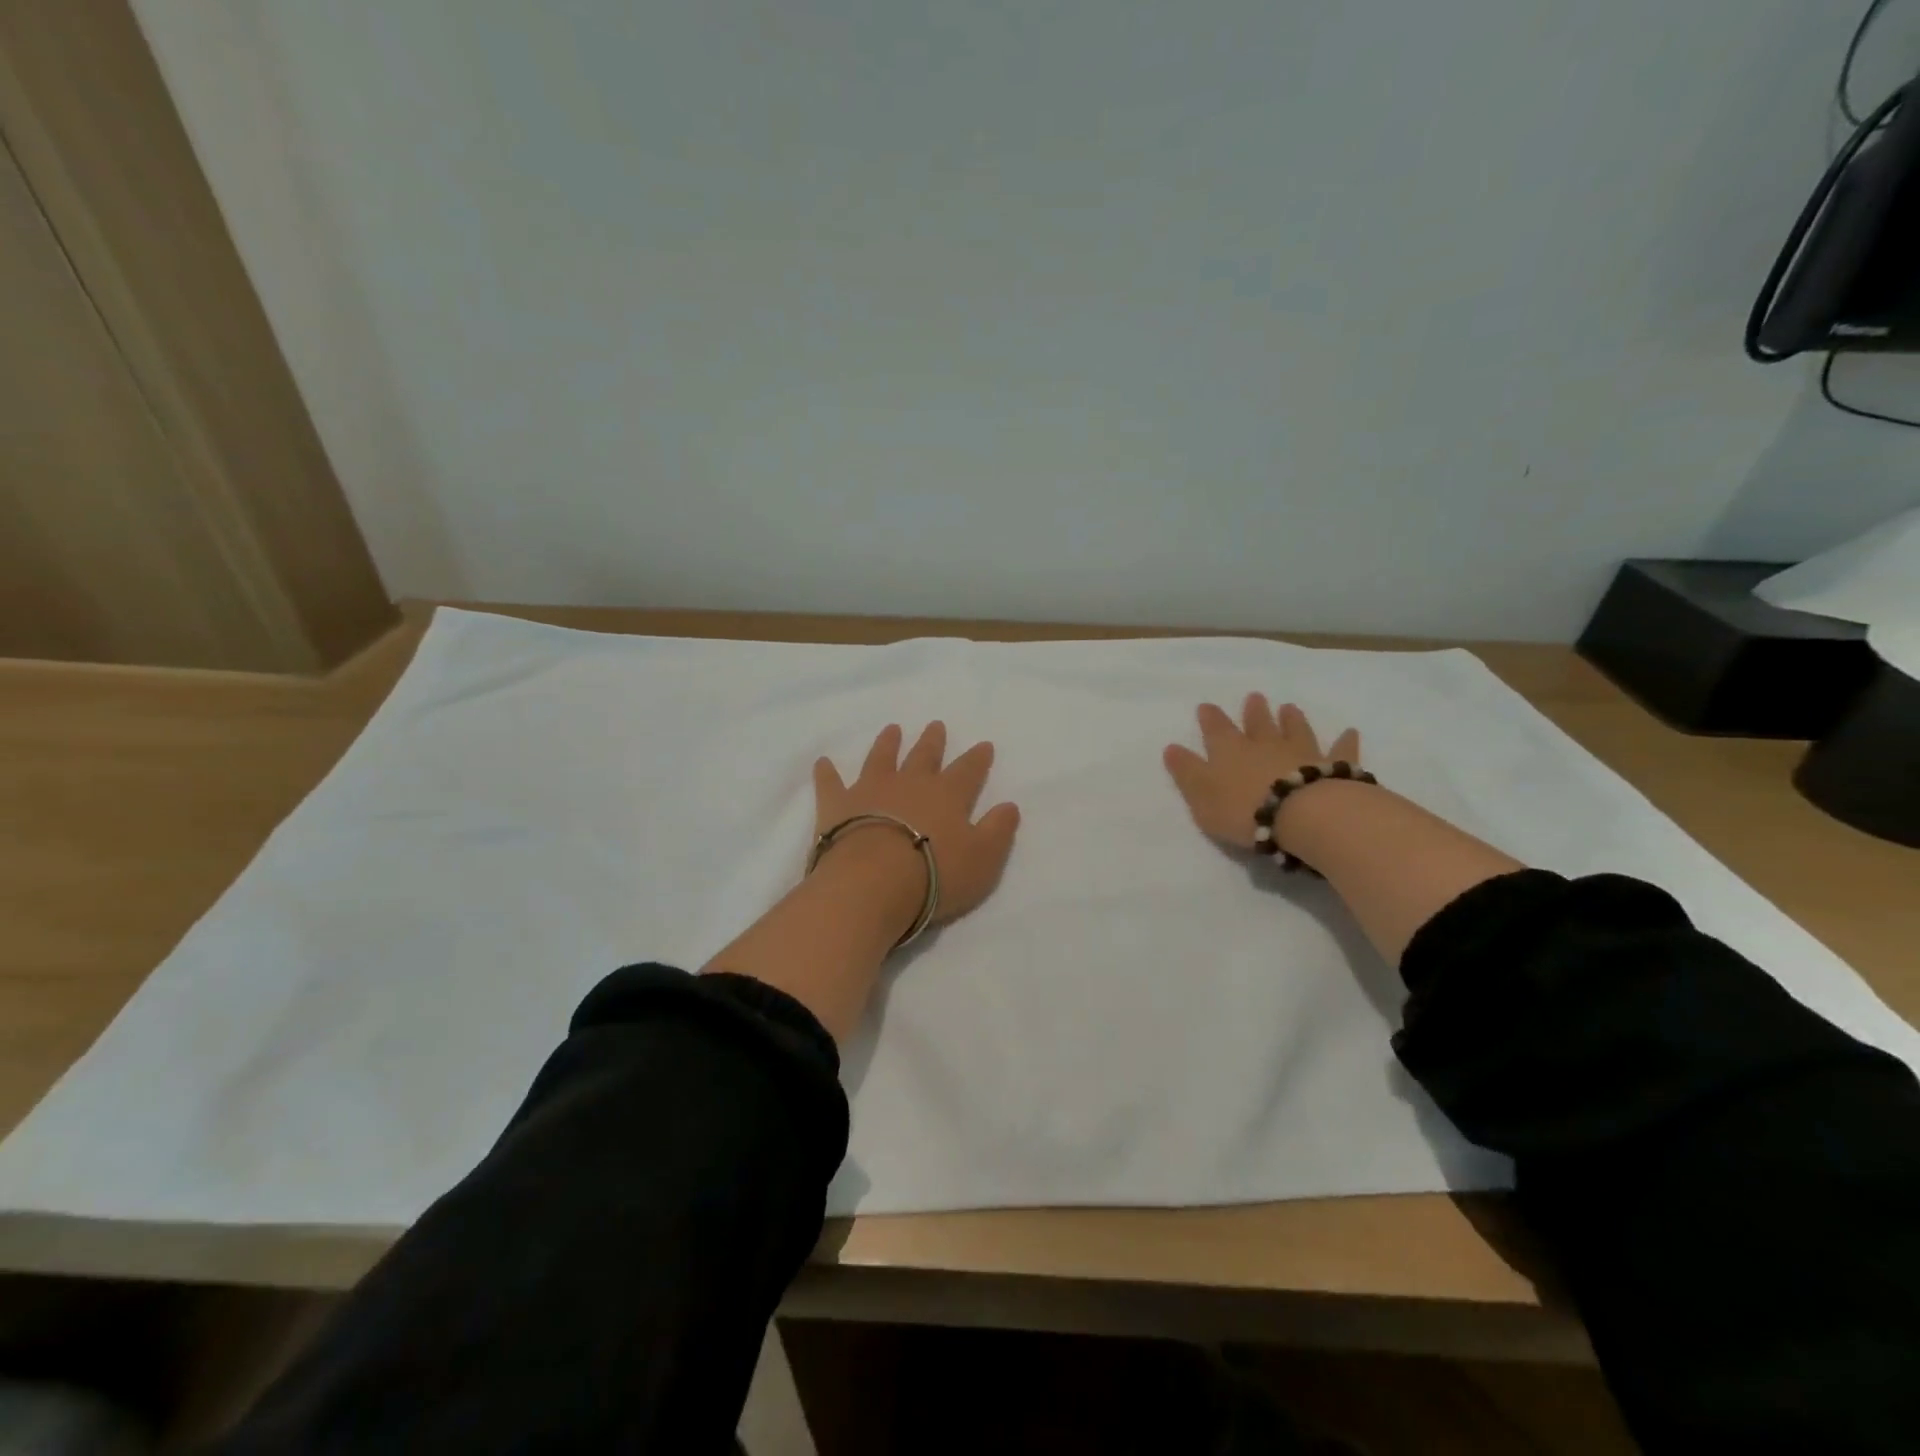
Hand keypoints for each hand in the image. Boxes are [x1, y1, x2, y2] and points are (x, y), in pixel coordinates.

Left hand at [813, 723, 1020, 925]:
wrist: (872, 883)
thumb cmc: (935, 875)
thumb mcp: (983, 859)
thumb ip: (998, 831)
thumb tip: (1010, 806)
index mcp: (947, 795)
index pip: (968, 771)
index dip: (977, 759)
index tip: (984, 745)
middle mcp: (910, 784)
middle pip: (924, 756)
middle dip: (932, 741)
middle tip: (936, 725)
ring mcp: (871, 790)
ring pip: (881, 758)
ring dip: (887, 744)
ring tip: (892, 729)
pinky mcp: (837, 805)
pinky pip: (830, 783)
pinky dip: (827, 773)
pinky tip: (823, 762)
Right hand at [1164, 695, 1360, 850]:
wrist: (1302, 814)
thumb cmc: (1243, 808)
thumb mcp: (1201, 795)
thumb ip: (1187, 772)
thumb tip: (1171, 748)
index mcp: (1230, 751)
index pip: (1216, 730)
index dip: (1210, 719)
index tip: (1206, 706)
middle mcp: (1265, 745)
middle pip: (1258, 724)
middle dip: (1254, 711)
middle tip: (1254, 697)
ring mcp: (1301, 753)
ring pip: (1295, 730)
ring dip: (1291, 719)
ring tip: (1289, 707)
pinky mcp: (1333, 767)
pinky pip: (1340, 751)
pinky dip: (1344, 741)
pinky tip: (1350, 732)